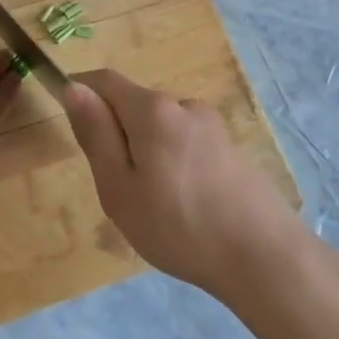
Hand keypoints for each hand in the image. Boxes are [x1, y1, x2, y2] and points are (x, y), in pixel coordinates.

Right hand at [62, 69, 303, 302]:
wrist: (264, 258)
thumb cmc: (179, 226)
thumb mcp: (119, 188)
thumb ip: (95, 134)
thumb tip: (74, 89)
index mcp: (153, 109)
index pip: (104, 81)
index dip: (81, 93)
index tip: (74, 129)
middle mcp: (184, 105)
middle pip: (134, 105)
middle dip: (117, 135)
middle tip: (118, 189)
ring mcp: (212, 126)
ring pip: (160, 128)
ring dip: (146, 152)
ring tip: (154, 206)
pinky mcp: (230, 148)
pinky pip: (185, 144)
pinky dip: (172, 164)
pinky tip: (184, 207)